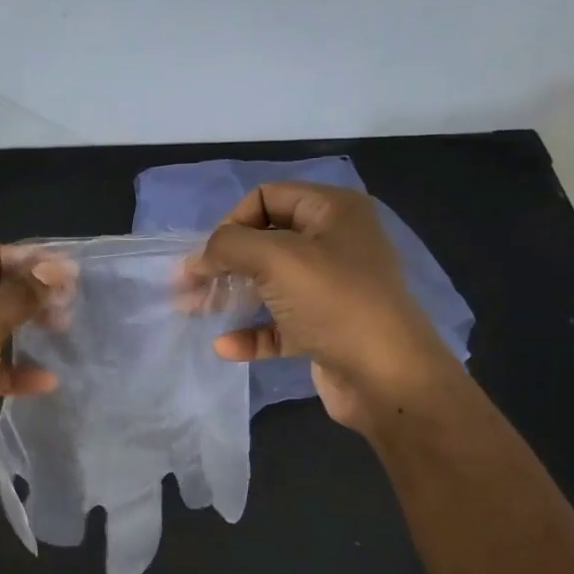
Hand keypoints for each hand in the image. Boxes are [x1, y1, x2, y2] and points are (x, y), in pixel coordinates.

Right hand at [189, 183, 462, 436]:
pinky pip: (277, 325)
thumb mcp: (276, 258)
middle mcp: (334, 244)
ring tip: (193, 311)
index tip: (210, 254)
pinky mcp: (323, 330)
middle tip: (187, 285)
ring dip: (229, 296)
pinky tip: (225, 347)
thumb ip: (228, 246)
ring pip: (267, 285)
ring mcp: (330, 289)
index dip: (232, 221)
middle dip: (223, 262)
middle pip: (263, 242)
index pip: (267, 197)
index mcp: (332, 211)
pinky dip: (250, 333)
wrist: (387, 377)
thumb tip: (198, 258)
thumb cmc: (334, 302)